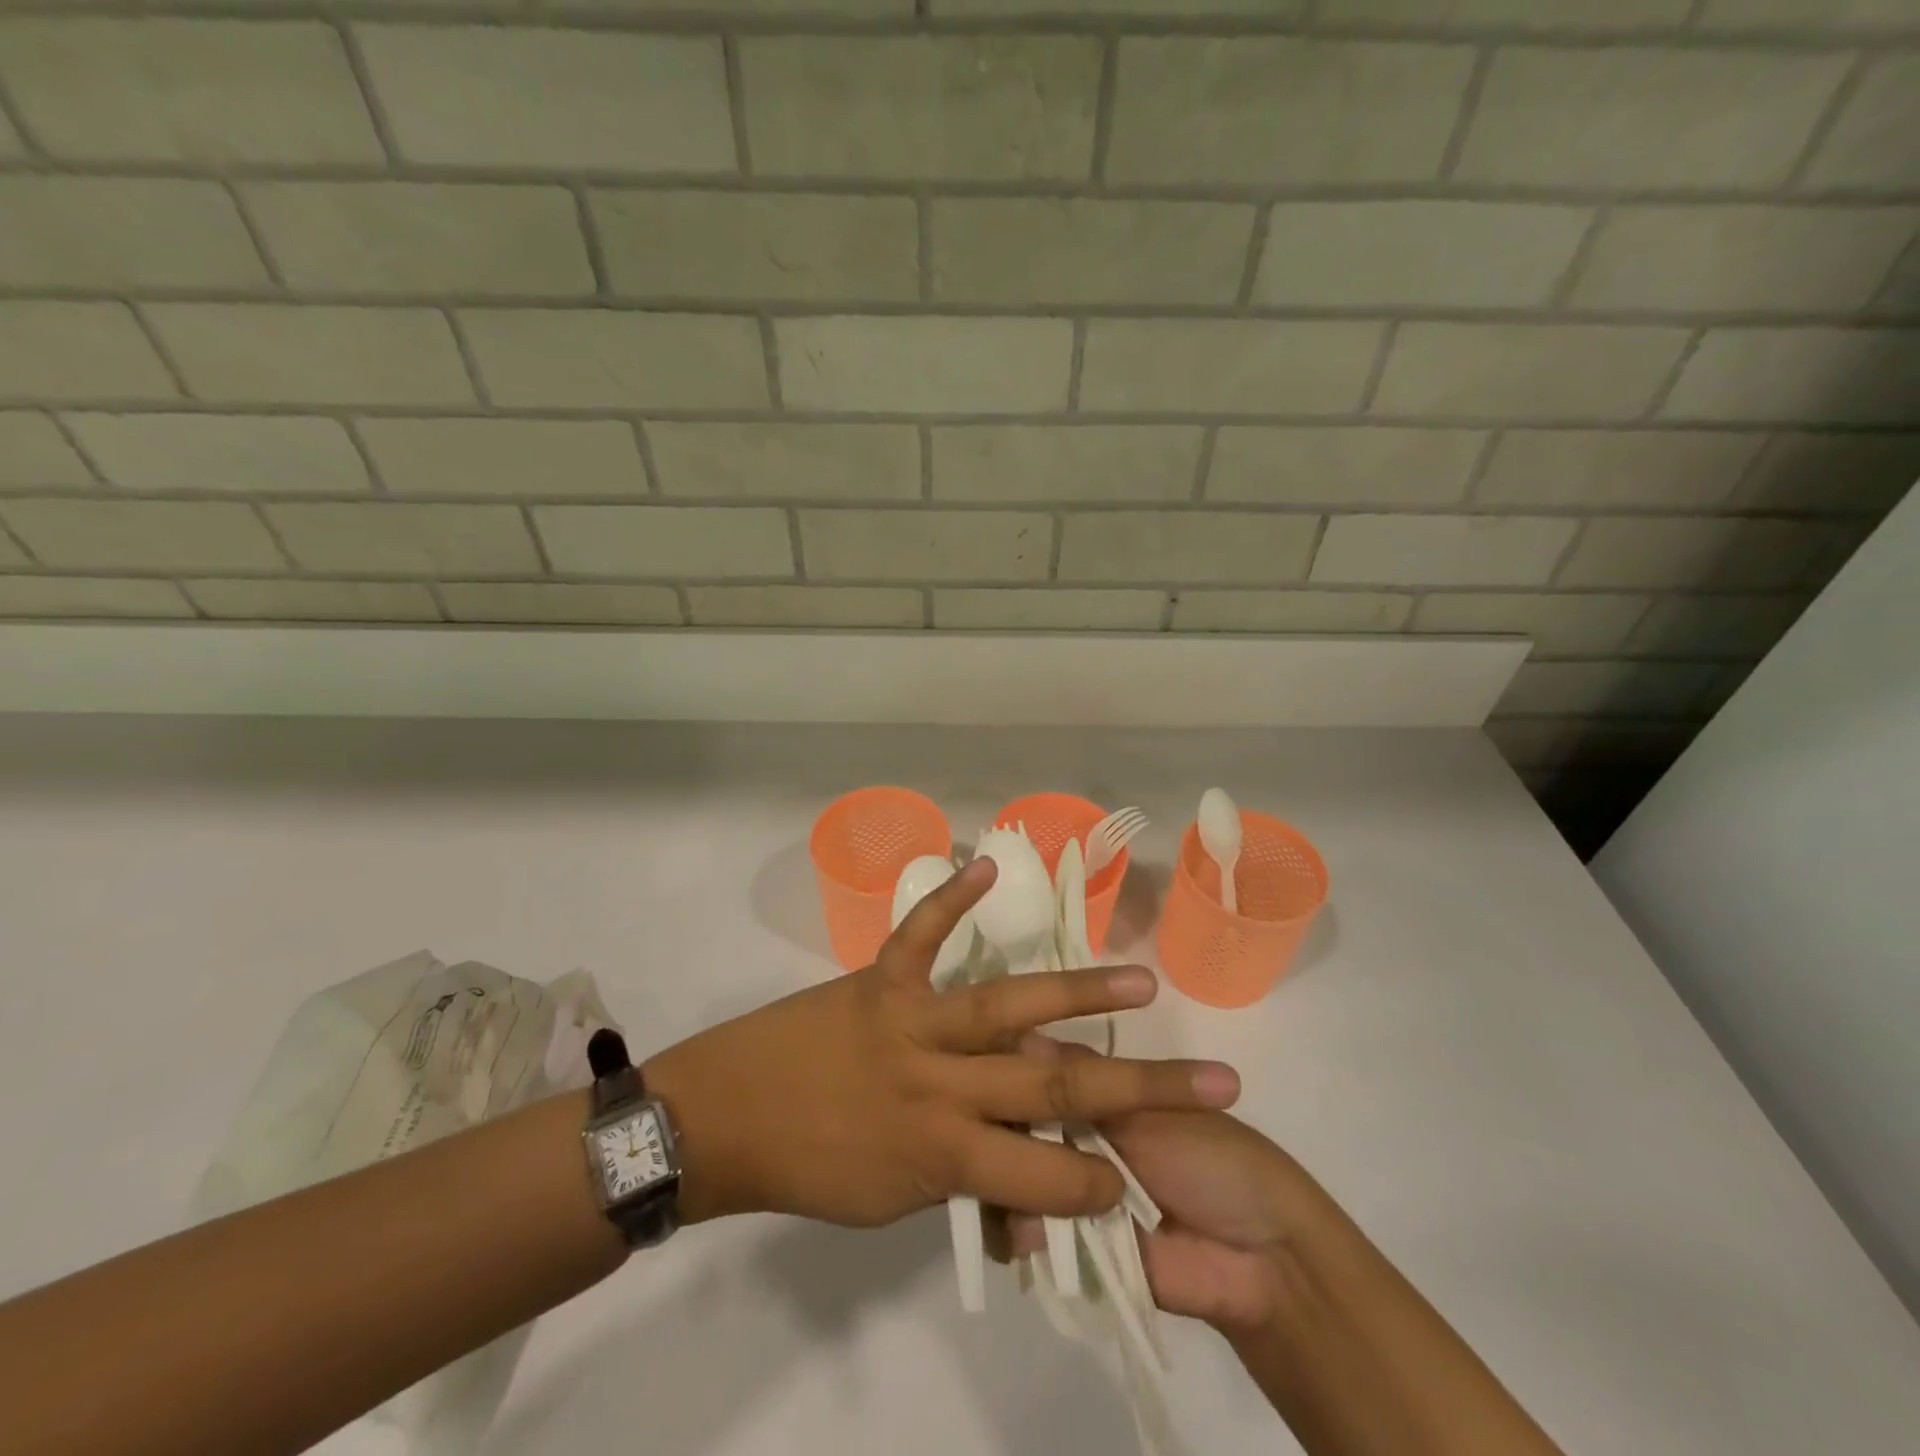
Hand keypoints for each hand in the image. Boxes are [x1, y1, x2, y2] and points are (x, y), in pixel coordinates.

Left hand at [644, 858, 1240, 1228]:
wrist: (722, 1117)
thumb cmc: (811, 1169)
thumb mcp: (894, 1204)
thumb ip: (967, 1184)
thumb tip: (1033, 1185)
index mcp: (944, 1152)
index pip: (1047, 1175)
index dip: (1102, 1182)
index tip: (1146, 1175)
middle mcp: (940, 1083)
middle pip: (1054, 1087)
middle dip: (1139, 1088)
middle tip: (1212, 1078)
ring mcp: (911, 1021)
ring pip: (1006, 1005)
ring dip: (1076, 992)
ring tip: (1139, 984)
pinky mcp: (878, 978)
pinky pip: (920, 933)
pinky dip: (950, 897)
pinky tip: (986, 863)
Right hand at [1007, 1044, 1305, 1333]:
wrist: (1261, 1259)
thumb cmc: (1213, 1160)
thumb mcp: (1149, 1110)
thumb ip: (1082, 1087)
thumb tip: (1020, 1041)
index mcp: (1097, 1096)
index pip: (1038, 1075)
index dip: (1010, 1073)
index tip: (981, 1074)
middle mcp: (1076, 1136)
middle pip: (1018, 1127)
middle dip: (1000, 1131)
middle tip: (988, 1136)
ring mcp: (1072, 1189)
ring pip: (1016, 1176)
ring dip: (1007, 1183)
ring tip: (1006, 1190)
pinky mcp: (1075, 1243)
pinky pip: (1031, 1229)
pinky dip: (1021, 1229)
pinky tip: (1022, 1231)